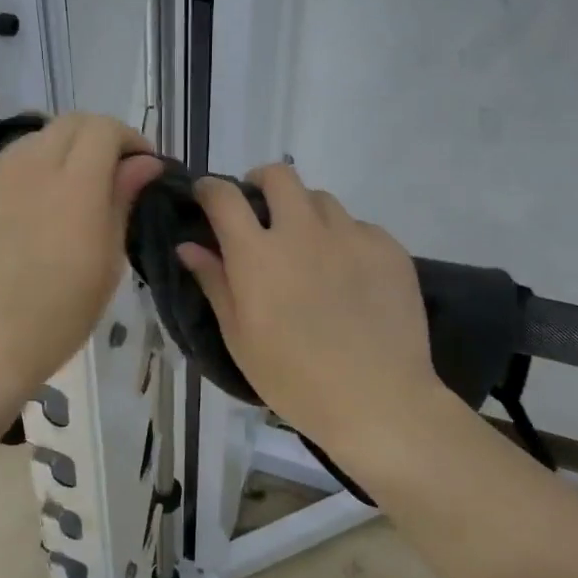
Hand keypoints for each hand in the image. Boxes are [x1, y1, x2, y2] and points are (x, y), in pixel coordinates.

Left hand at [0, 114, 164, 411]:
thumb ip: (123, 200)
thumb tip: (145, 163)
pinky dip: (25, 175)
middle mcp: (28, 168)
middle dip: (97, 139)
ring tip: (66, 195)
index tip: (141, 166)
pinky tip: (26, 214)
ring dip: (59, 154)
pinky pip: (2, 167)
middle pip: (69, 123)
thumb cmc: (58, 316)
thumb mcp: (107, 262)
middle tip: (109, 175)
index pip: (104, 129)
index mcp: (74, 187)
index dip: (129, 139)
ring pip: (34, 141)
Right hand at [177, 164, 448, 448]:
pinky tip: (348, 275)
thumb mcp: (240, 338)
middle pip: (279, 175)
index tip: (207, 197)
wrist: (379, 401)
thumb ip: (215, 283)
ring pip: (321, 199)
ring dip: (305, 213)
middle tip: (260, 213)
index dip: (210, 189)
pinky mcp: (389, 248)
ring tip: (308, 248)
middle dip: (261, 183)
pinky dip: (344, 239)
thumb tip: (188, 246)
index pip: (224, 197)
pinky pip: (359, 226)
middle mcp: (303, 231)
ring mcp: (351, 236)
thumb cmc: (295, 379)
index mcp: (258, 254)